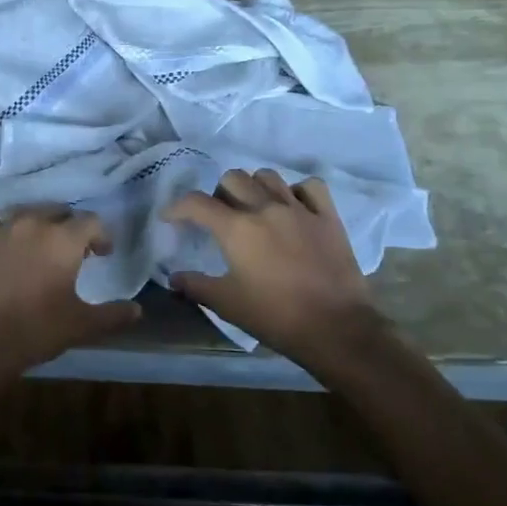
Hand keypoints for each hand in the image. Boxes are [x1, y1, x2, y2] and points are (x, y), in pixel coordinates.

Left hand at [0, 207, 141, 383]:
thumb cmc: (36, 330)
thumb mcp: (82, 325)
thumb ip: (113, 315)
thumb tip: (137, 310)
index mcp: (63, 239)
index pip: (91, 222)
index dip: (101, 236)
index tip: (102, 254)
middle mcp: (32, 223)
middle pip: (58, 211)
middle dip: (69, 227)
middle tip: (72, 251)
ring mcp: (0, 229)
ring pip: (25, 212)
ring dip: (37, 224)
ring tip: (38, 246)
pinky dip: (1, 229)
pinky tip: (3, 245)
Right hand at [163, 170, 392, 376]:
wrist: (335, 328)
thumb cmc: (275, 317)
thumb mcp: (227, 304)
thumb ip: (196, 286)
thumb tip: (173, 278)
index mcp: (237, 229)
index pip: (196, 203)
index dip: (177, 207)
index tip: (170, 218)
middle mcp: (265, 208)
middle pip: (232, 178)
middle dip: (218, 193)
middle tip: (219, 216)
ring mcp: (299, 209)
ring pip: (268, 176)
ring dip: (253, 187)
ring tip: (253, 207)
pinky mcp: (328, 217)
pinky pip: (310, 187)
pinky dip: (296, 191)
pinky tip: (292, 206)